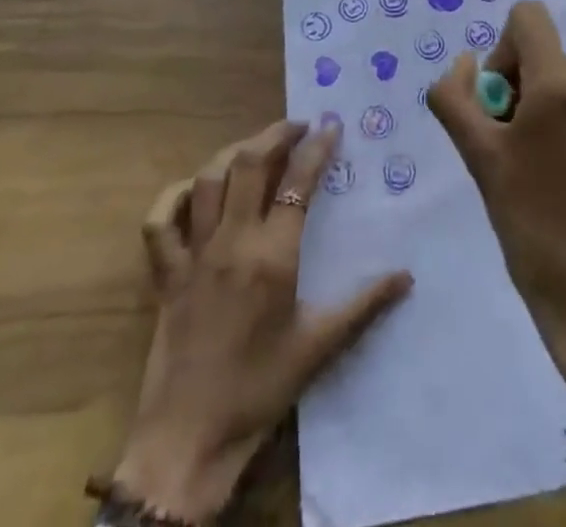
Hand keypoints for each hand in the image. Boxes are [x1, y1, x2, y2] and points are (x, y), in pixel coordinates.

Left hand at [114, 120, 412, 520]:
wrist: (188, 440)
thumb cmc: (259, 391)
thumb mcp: (319, 348)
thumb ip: (364, 305)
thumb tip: (406, 276)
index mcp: (272, 256)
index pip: (297, 183)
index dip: (316, 149)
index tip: (330, 127)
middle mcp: (231, 242)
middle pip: (248, 164)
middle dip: (275, 135)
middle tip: (298, 126)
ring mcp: (193, 254)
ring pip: (207, 180)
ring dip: (232, 153)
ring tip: (256, 146)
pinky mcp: (165, 274)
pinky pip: (159, 222)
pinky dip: (173, 196)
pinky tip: (192, 189)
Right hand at [429, 2, 565, 454]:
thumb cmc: (529, 227)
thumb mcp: (478, 158)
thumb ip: (455, 96)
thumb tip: (466, 62)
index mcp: (561, 84)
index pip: (527, 17)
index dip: (501, 51)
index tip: (500, 106)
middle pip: (545, 55)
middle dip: (521, 89)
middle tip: (513, 149)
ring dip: (547, 110)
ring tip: (543, 169)